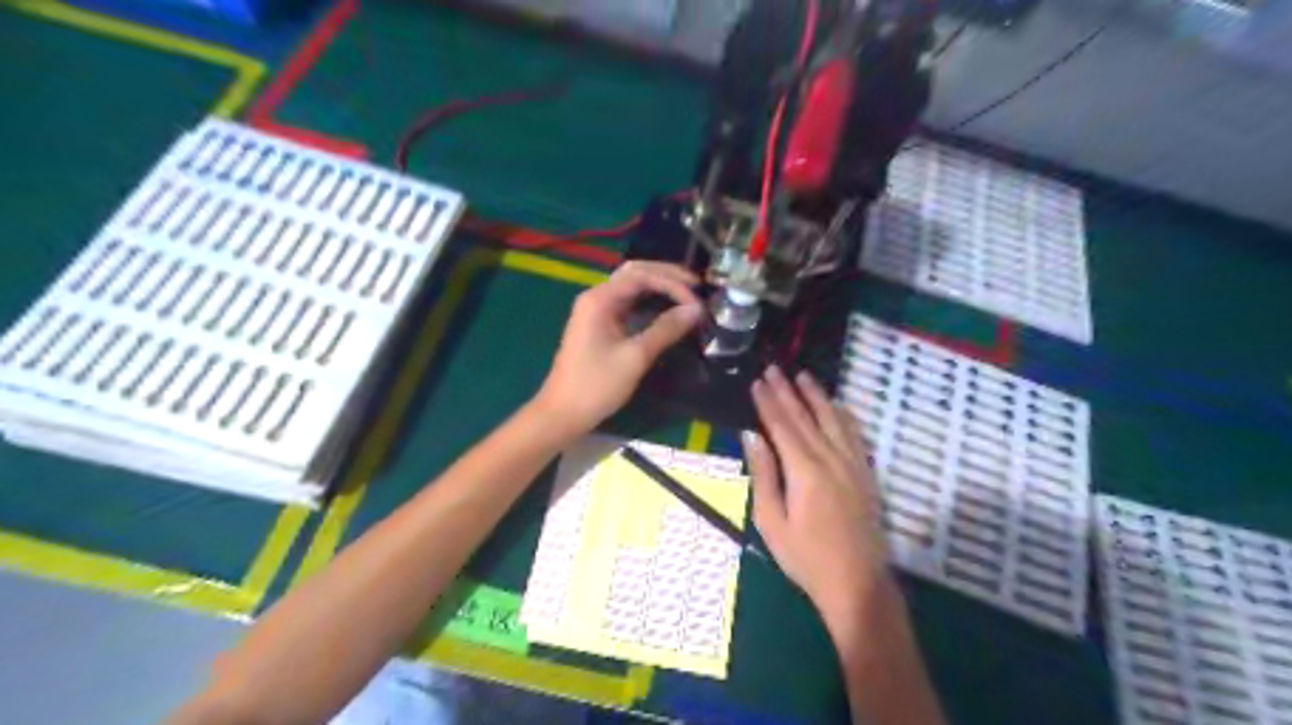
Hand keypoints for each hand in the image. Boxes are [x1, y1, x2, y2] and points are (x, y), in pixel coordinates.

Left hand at [534, 263, 702, 439]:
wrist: (563, 413)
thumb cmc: (596, 385)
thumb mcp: (635, 357)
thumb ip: (666, 329)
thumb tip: (696, 310)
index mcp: (600, 299)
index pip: (641, 275)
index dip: (673, 283)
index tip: (697, 301)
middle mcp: (597, 297)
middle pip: (635, 273)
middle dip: (667, 277)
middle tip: (697, 287)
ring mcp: (597, 310)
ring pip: (632, 287)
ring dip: (659, 288)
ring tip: (688, 296)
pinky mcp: (600, 325)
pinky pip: (628, 304)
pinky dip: (650, 303)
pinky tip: (668, 311)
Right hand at [744, 366, 893, 624]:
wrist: (857, 582)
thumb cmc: (805, 557)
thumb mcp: (772, 521)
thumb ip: (763, 474)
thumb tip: (752, 436)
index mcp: (804, 470)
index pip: (782, 426)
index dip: (768, 402)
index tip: (757, 382)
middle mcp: (830, 458)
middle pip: (806, 417)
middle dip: (788, 391)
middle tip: (774, 369)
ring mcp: (852, 464)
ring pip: (833, 419)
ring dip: (817, 396)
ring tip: (804, 376)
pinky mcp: (865, 473)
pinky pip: (854, 434)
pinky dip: (843, 414)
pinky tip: (837, 405)